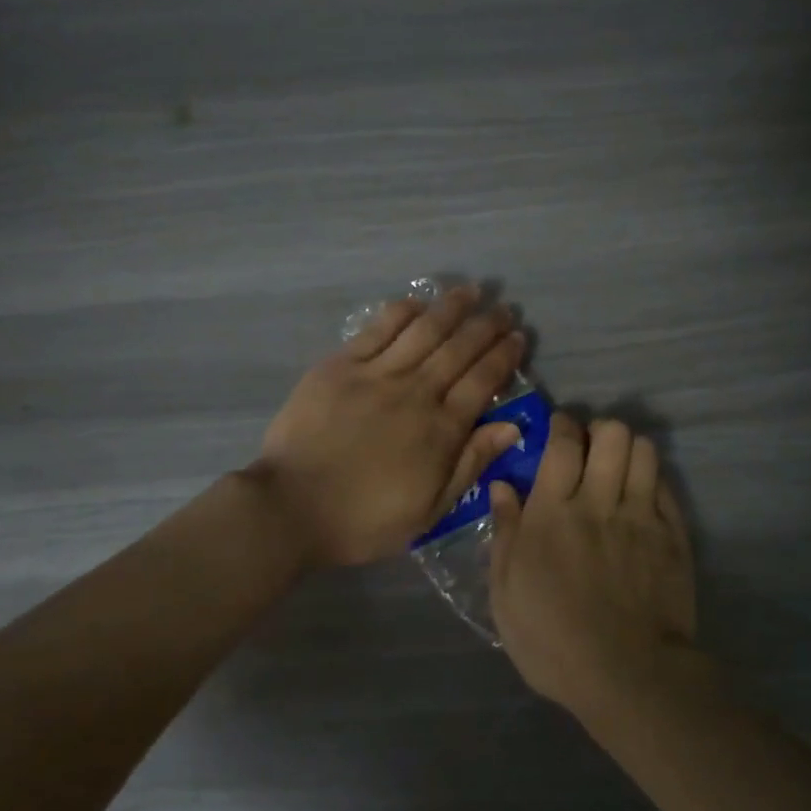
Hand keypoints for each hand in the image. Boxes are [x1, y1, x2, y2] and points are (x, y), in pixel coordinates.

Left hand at [251, 285, 526, 568]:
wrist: (292, 507)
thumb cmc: (364, 518)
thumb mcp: (430, 509)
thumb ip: (471, 463)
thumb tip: (512, 426)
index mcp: (440, 429)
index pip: (482, 381)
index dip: (503, 356)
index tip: (517, 337)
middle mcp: (415, 392)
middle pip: (459, 350)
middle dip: (486, 326)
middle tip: (502, 309)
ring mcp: (376, 374)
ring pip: (423, 331)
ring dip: (451, 308)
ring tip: (470, 292)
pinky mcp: (340, 366)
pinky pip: (378, 330)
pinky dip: (401, 312)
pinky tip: (417, 302)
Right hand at [489, 413, 696, 712]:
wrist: (627, 676)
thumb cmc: (552, 640)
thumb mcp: (506, 593)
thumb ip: (505, 533)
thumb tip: (502, 486)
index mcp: (553, 513)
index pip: (562, 444)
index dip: (561, 426)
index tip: (558, 430)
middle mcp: (599, 502)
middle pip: (611, 434)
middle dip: (598, 431)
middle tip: (589, 451)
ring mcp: (642, 517)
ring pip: (644, 451)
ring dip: (628, 451)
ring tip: (618, 470)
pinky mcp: (673, 537)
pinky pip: (666, 487)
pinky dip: (652, 481)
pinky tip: (641, 498)